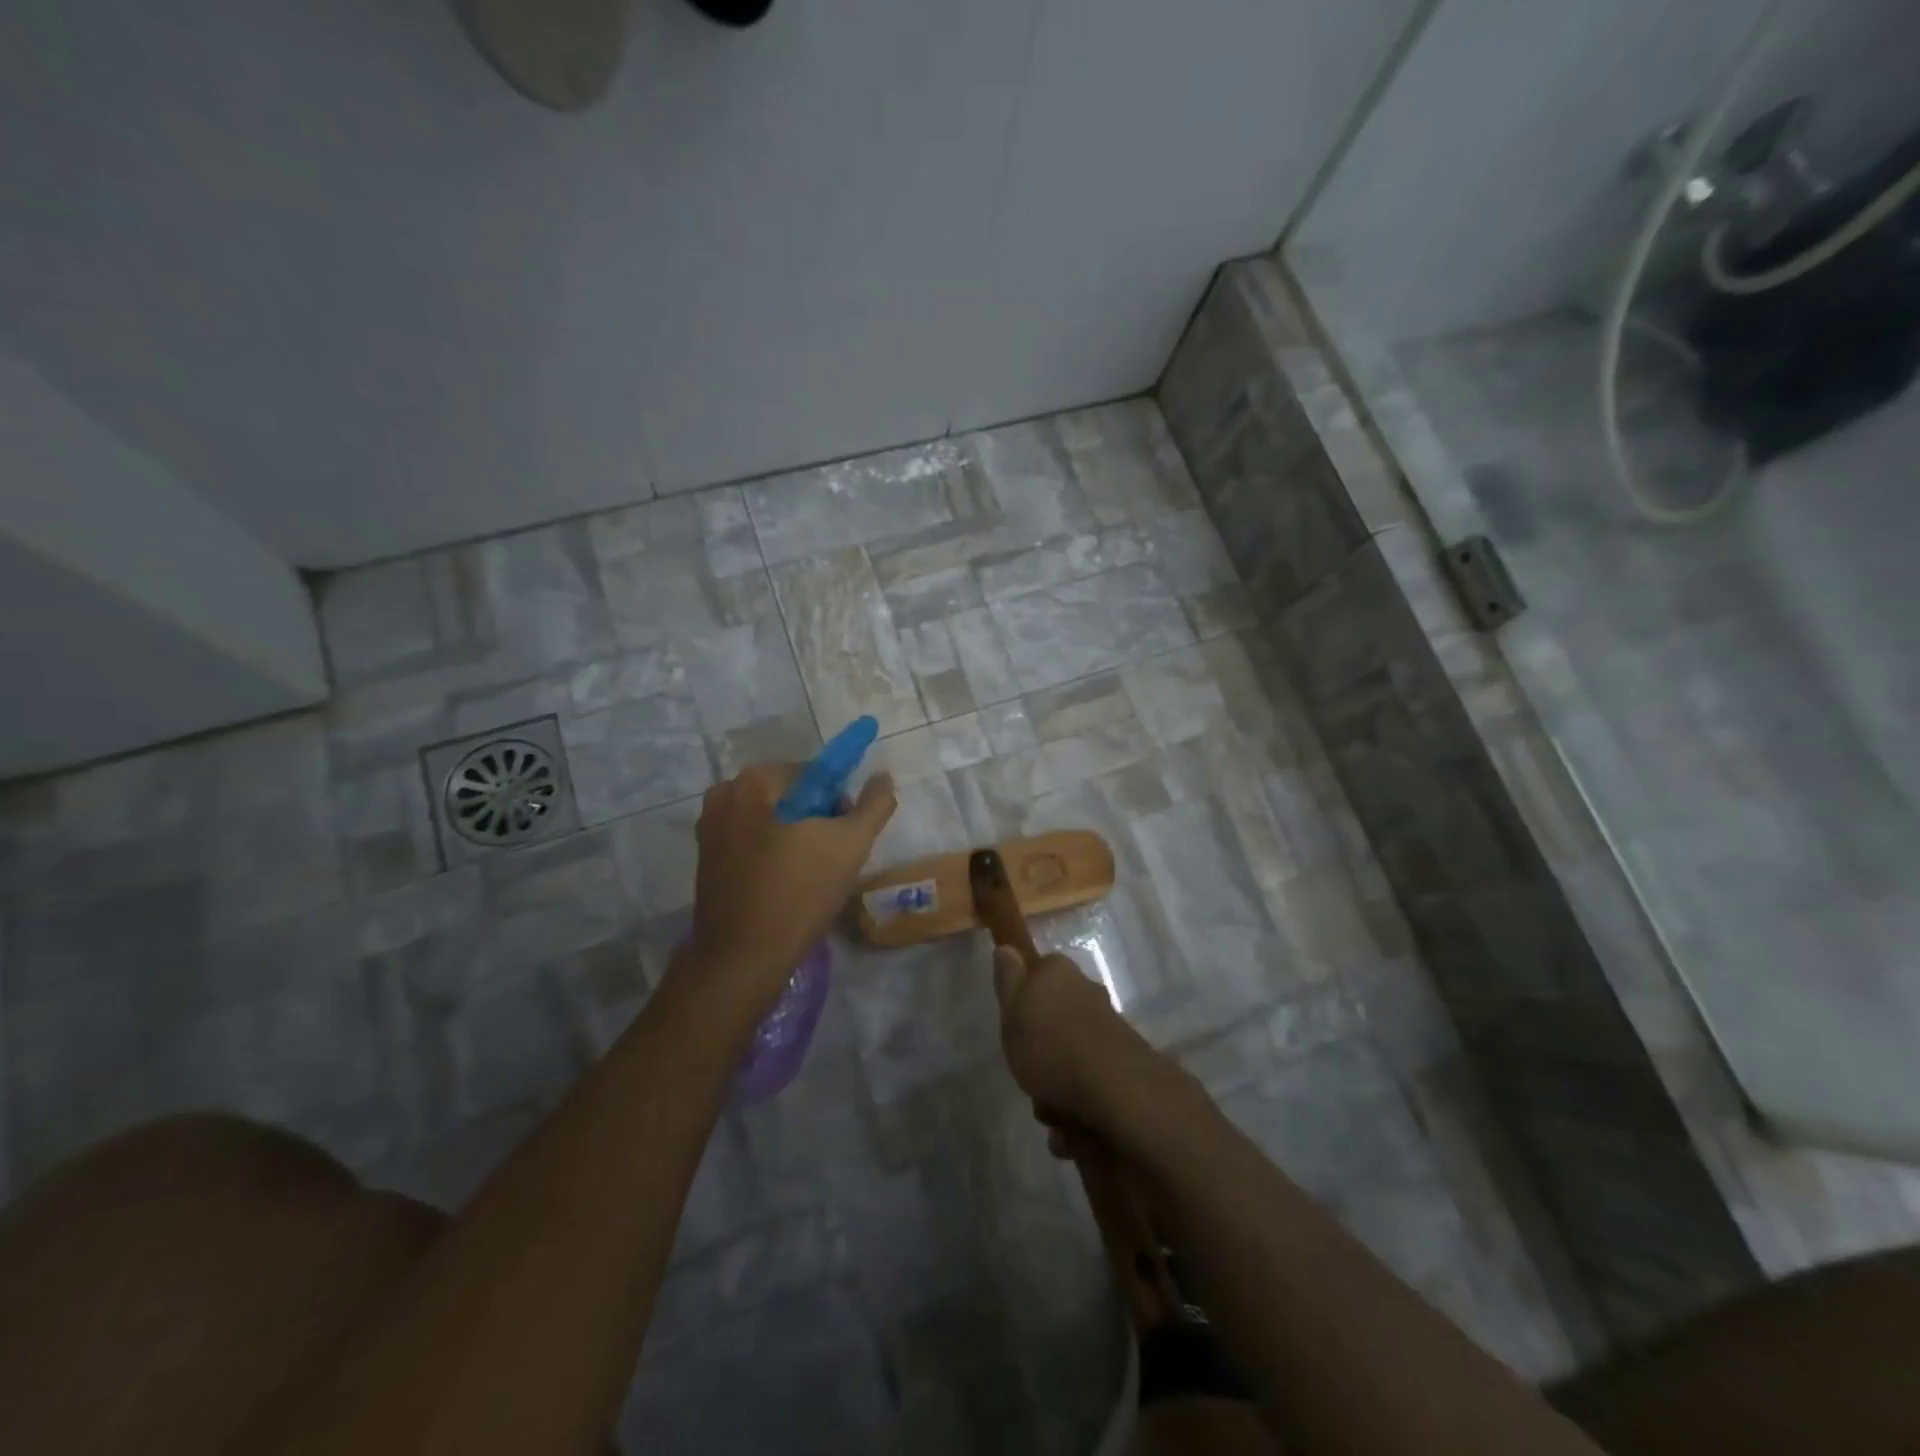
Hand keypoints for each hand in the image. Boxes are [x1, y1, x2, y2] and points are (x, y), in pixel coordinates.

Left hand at [678, 762, 895, 1016]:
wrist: (742, 959)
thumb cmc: (799, 893)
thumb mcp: (851, 844)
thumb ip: (874, 804)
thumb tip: (882, 776)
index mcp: (752, 782)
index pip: (814, 774)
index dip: (838, 803)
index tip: (845, 837)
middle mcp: (723, 796)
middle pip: (790, 796)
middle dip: (816, 821)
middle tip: (832, 860)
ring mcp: (709, 830)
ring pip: (771, 821)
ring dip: (796, 840)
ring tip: (812, 877)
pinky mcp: (706, 861)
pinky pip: (751, 844)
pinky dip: (772, 856)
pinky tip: (786, 887)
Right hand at [991, 947, 1162, 1144]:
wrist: (1115, 1090)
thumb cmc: (1051, 1046)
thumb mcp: (1013, 1012)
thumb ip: (1008, 980)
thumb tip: (1006, 947)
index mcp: (1059, 973)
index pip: (1038, 972)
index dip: (1024, 998)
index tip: (1015, 1025)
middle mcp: (1087, 992)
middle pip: (1055, 1017)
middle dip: (1041, 1050)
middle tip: (1028, 1074)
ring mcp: (1108, 1028)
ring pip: (1071, 1054)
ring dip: (1058, 1087)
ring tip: (1050, 1113)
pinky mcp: (1123, 1062)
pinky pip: (1090, 1083)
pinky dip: (1079, 1106)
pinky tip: (1071, 1128)